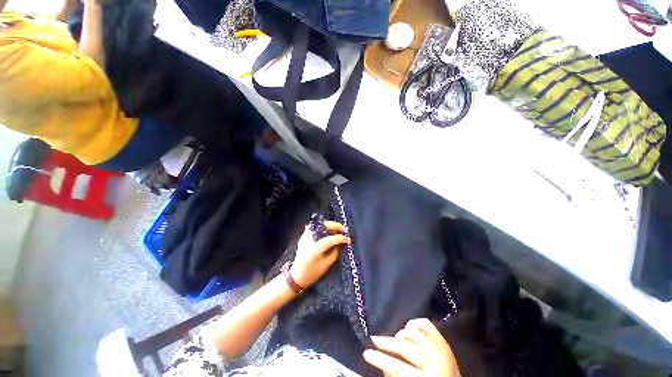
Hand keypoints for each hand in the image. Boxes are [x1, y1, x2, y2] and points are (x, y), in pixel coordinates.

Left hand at [289, 221, 349, 287]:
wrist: (296, 275)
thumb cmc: (312, 272)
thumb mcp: (326, 264)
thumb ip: (334, 252)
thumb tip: (340, 243)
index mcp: (315, 248)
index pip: (330, 239)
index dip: (341, 238)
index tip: (348, 239)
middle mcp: (309, 239)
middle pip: (324, 226)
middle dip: (336, 226)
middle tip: (344, 230)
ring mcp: (305, 236)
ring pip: (319, 224)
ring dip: (330, 226)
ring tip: (337, 230)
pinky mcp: (304, 236)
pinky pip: (315, 227)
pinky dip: (323, 227)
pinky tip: (328, 231)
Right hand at [363, 318, 460, 376]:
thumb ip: (397, 375)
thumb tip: (382, 366)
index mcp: (428, 375)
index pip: (398, 367)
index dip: (380, 359)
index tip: (366, 352)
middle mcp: (435, 359)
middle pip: (405, 346)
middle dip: (386, 342)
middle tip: (373, 339)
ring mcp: (440, 346)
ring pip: (413, 333)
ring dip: (401, 334)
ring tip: (394, 337)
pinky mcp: (443, 339)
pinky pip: (425, 324)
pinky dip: (415, 323)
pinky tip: (408, 327)